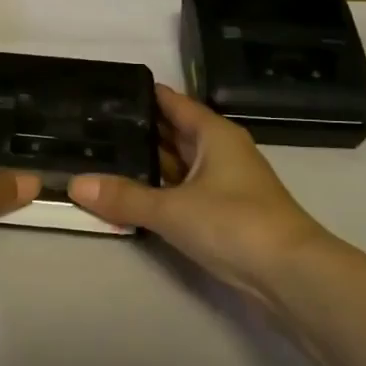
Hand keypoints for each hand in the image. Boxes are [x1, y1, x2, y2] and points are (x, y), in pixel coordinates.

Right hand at [68, 85, 336, 304]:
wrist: (290, 274)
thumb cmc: (234, 223)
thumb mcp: (172, 209)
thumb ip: (124, 197)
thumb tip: (75, 184)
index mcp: (214, 134)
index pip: (173, 102)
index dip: (143, 95)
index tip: (106, 91)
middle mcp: (219, 151)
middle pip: (173, 132)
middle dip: (138, 130)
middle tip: (91, 126)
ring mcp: (223, 183)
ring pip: (177, 164)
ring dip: (146, 164)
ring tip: (100, 157)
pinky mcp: (223, 213)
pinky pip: (182, 191)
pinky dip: (158, 191)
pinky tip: (129, 194)